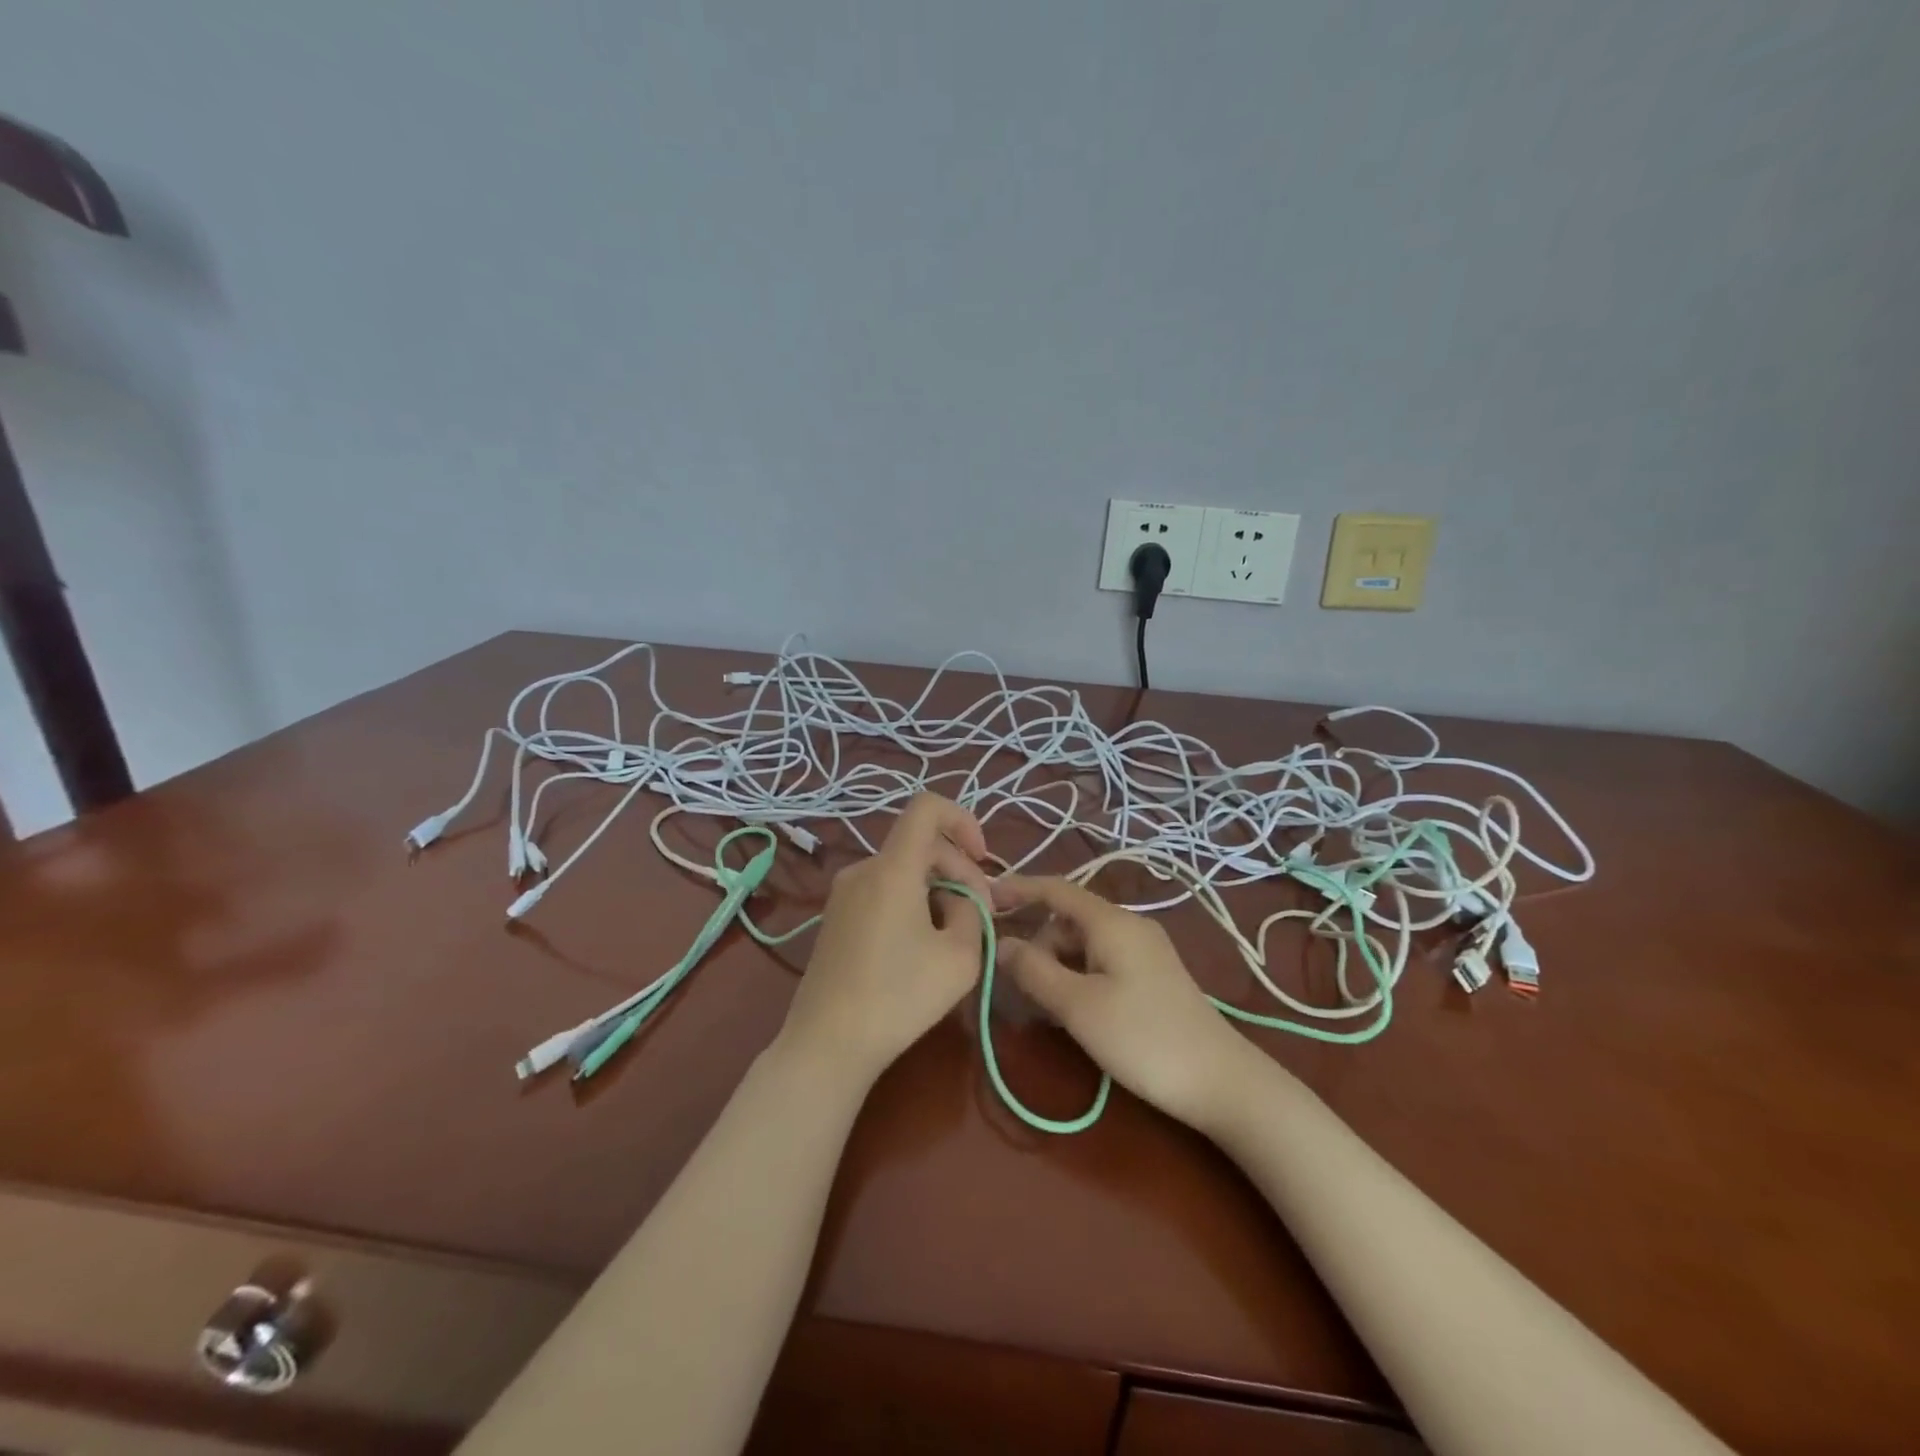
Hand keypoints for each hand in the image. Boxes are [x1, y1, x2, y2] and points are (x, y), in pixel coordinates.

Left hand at [776, 794, 992, 1085]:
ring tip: (954, 934)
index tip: (982, 859)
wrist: (826, 1044)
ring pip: (902, 869)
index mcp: (892, 867)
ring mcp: (843, 893)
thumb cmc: (899, 997)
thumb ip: (972, 911)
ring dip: (936, 888)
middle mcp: (863, 869)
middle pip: (919, 844)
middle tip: (980, 914)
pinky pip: (882, 889)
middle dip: (958, 869)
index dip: (962, 819)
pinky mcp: (835, 917)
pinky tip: (920, 945)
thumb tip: (962, 897)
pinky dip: (910, 901)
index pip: (927, 807)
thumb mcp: (960, 956)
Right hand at [992, 875, 1251, 1132]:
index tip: (981, 900)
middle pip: (1067, 920)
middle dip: (1035, 943)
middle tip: (1011, 983)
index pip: (1055, 889)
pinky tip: (1068, 1012)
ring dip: (1054, 966)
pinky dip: (1076, 978)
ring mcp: (1144, 952)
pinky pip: (1101, 963)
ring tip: (1037, 1006)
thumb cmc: (1143, 1038)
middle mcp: (1128, 926)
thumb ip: (1034, 971)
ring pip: (1083, 945)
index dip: (1017, 890)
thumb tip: (1000, 944)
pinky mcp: (1152, 978)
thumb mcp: (1078, 1006)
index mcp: (1112, 921)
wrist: (1221, 1082)